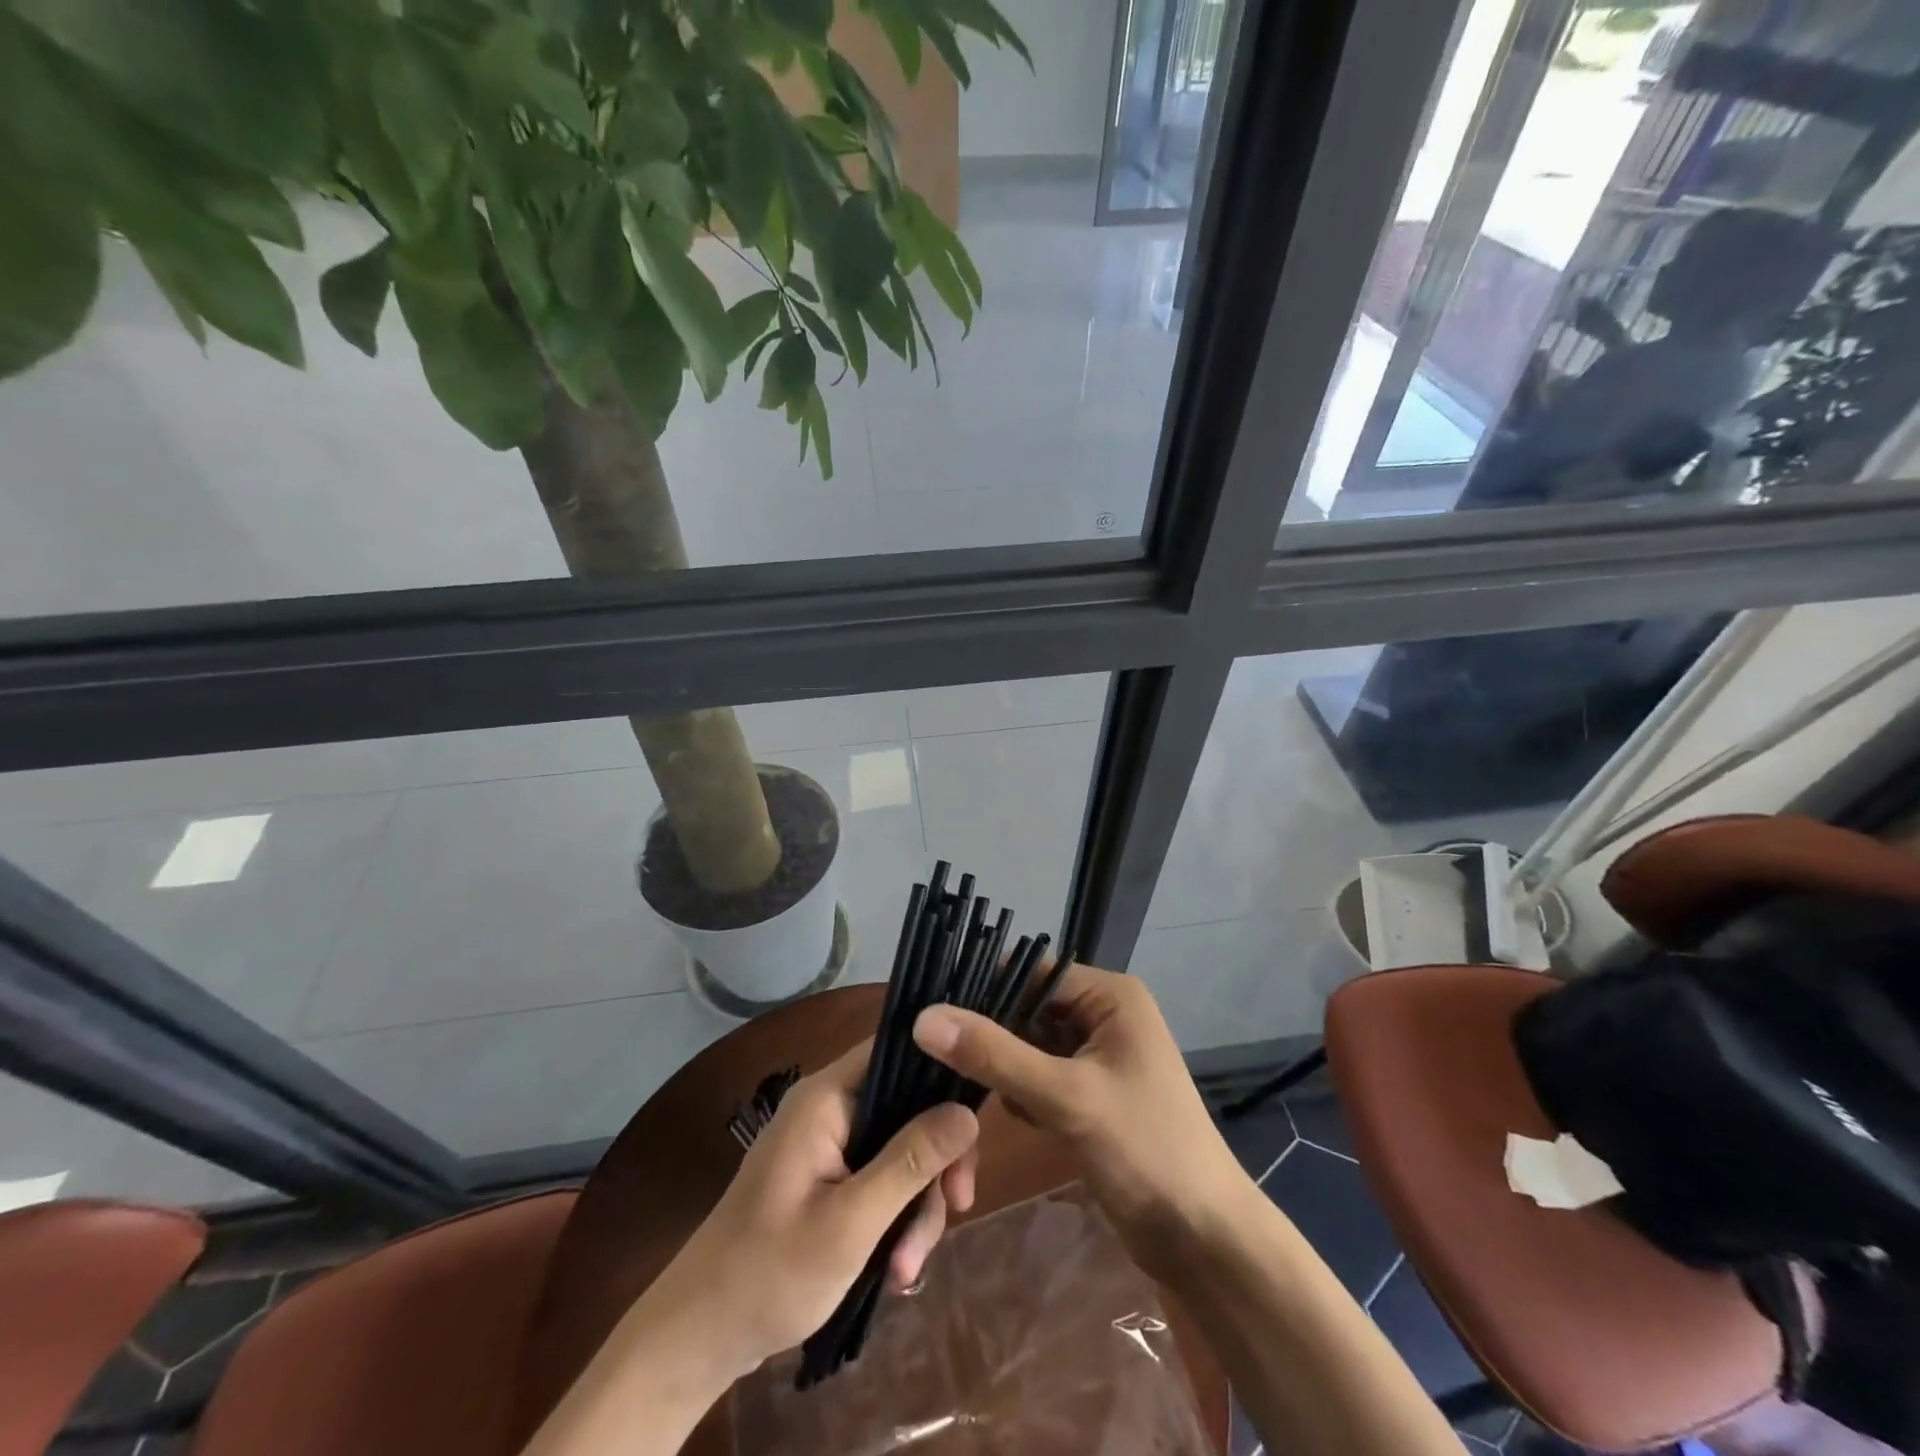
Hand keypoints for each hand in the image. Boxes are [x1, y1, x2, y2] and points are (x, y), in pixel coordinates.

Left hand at [644, 1039, 979, 1381]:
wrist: (700, 1337)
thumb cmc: (771, 1271)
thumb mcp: (852, 1221)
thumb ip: (910, 1162)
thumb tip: (968, 1112)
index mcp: (826, 1098)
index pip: (895, 1051)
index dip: (940, 1073)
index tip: (974, 1125)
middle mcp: (830, 1109)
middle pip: (907, 1109)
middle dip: (934, 1164)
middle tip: (957, 1208)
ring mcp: (829, 1145)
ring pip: (900, 1153)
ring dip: (915, 1208)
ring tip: (907, 1271)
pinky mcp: (831, 1179)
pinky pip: (881, 1180)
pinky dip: (895, 1220)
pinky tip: (896, 1270)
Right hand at [912, 962, 1248, 1277]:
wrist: (1203, 1239)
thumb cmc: (1146, 1151)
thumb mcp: (1067, 1098)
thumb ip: (995, 1055)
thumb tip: (923, 1017)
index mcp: (1109, 995)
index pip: (1031, 972)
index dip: (983, 988)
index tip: (929, 1012)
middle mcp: (1103, 1014)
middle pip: (1027, 1008)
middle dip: (991, 1036)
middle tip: (938, 1059)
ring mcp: (1097, 1055)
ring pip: (1027, 1045)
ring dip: (1003, 1070)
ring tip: (970, 1092)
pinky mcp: (1089, 1093)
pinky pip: (1039, 1077)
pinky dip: (1021, 1094)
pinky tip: (1016, 1119)